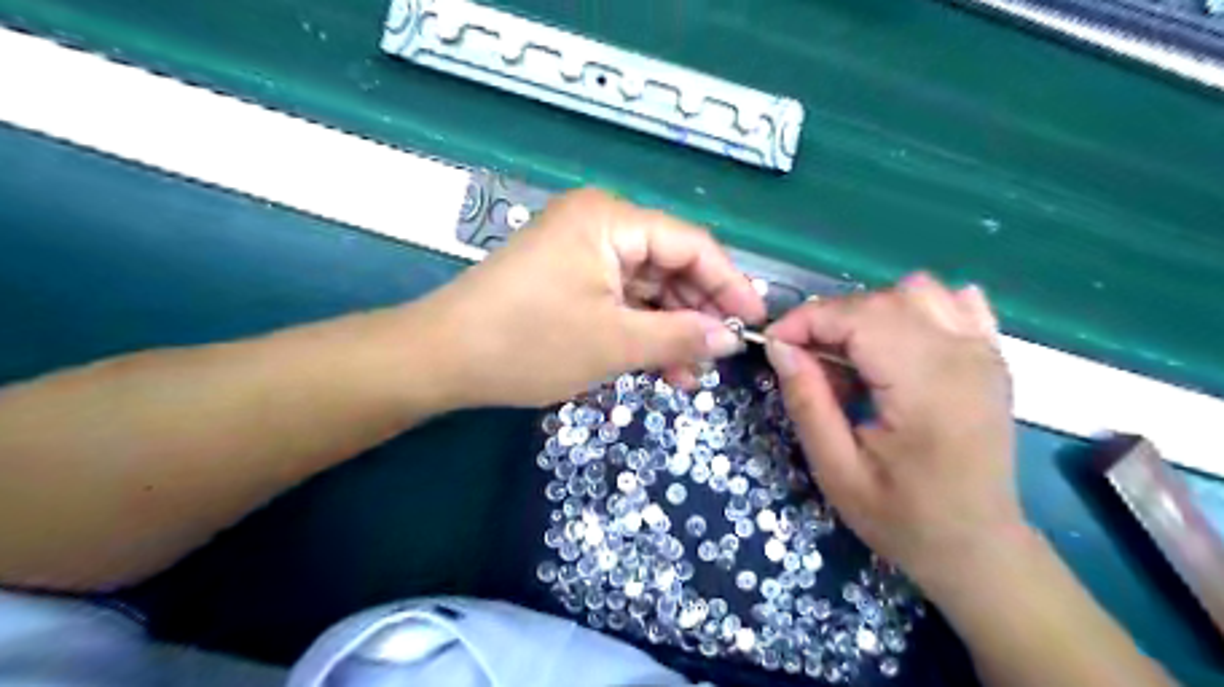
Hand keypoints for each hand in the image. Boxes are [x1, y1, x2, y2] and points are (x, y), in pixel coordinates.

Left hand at [422, 187, 760, 407]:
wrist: (442, 358)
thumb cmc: (530, 342)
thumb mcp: (614, 343)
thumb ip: (680, 336)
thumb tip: (730, 338)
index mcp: (611, 220)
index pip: (691, 243)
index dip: (729, 283)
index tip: (755, 322)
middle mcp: (599, 224)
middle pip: (669, 264)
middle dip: (698, 311)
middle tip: (723, 354)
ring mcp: (581, 252)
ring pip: (646, 288)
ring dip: (670, 329)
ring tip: (693, 374)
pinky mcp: (569, 279)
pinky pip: (619, 300)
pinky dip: (640, 331)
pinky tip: (662, 367)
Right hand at [763, 274, 1026, 589]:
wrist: (978, 547)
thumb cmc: (902, 517)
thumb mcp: (836, 470)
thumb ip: (807, 402)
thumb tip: (780, 346)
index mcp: (925, 388)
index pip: (858, 317)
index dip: (807, 320)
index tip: (774, 344)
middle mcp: (962, 357)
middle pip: (883, 300)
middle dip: (830, 318)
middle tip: (805, 360)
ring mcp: (985, 352)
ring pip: (917, 291)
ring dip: (869, 312)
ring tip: (850, 354)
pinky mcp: (992, 357)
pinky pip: (954, 302)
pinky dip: (915, 309)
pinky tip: (898, 344)